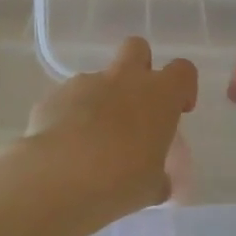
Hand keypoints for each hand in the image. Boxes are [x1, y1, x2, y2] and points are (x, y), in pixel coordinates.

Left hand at [24, 37, 198, 217]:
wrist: (58, 176)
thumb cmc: (120, 181)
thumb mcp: (151, 187)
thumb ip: (159, 178)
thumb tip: (159, 182)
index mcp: (158, 95)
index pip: (183, 71)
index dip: (183, 88)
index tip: (178, 111)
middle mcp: (123, 79)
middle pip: (137, 48)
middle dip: (139, 68)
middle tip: (135, 106)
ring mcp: (84, 83)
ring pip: (98, 80)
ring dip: (100, 102)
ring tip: (91, 144)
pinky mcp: (52, 96)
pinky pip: (67, 101)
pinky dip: (70, 118)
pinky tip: (65, 149)